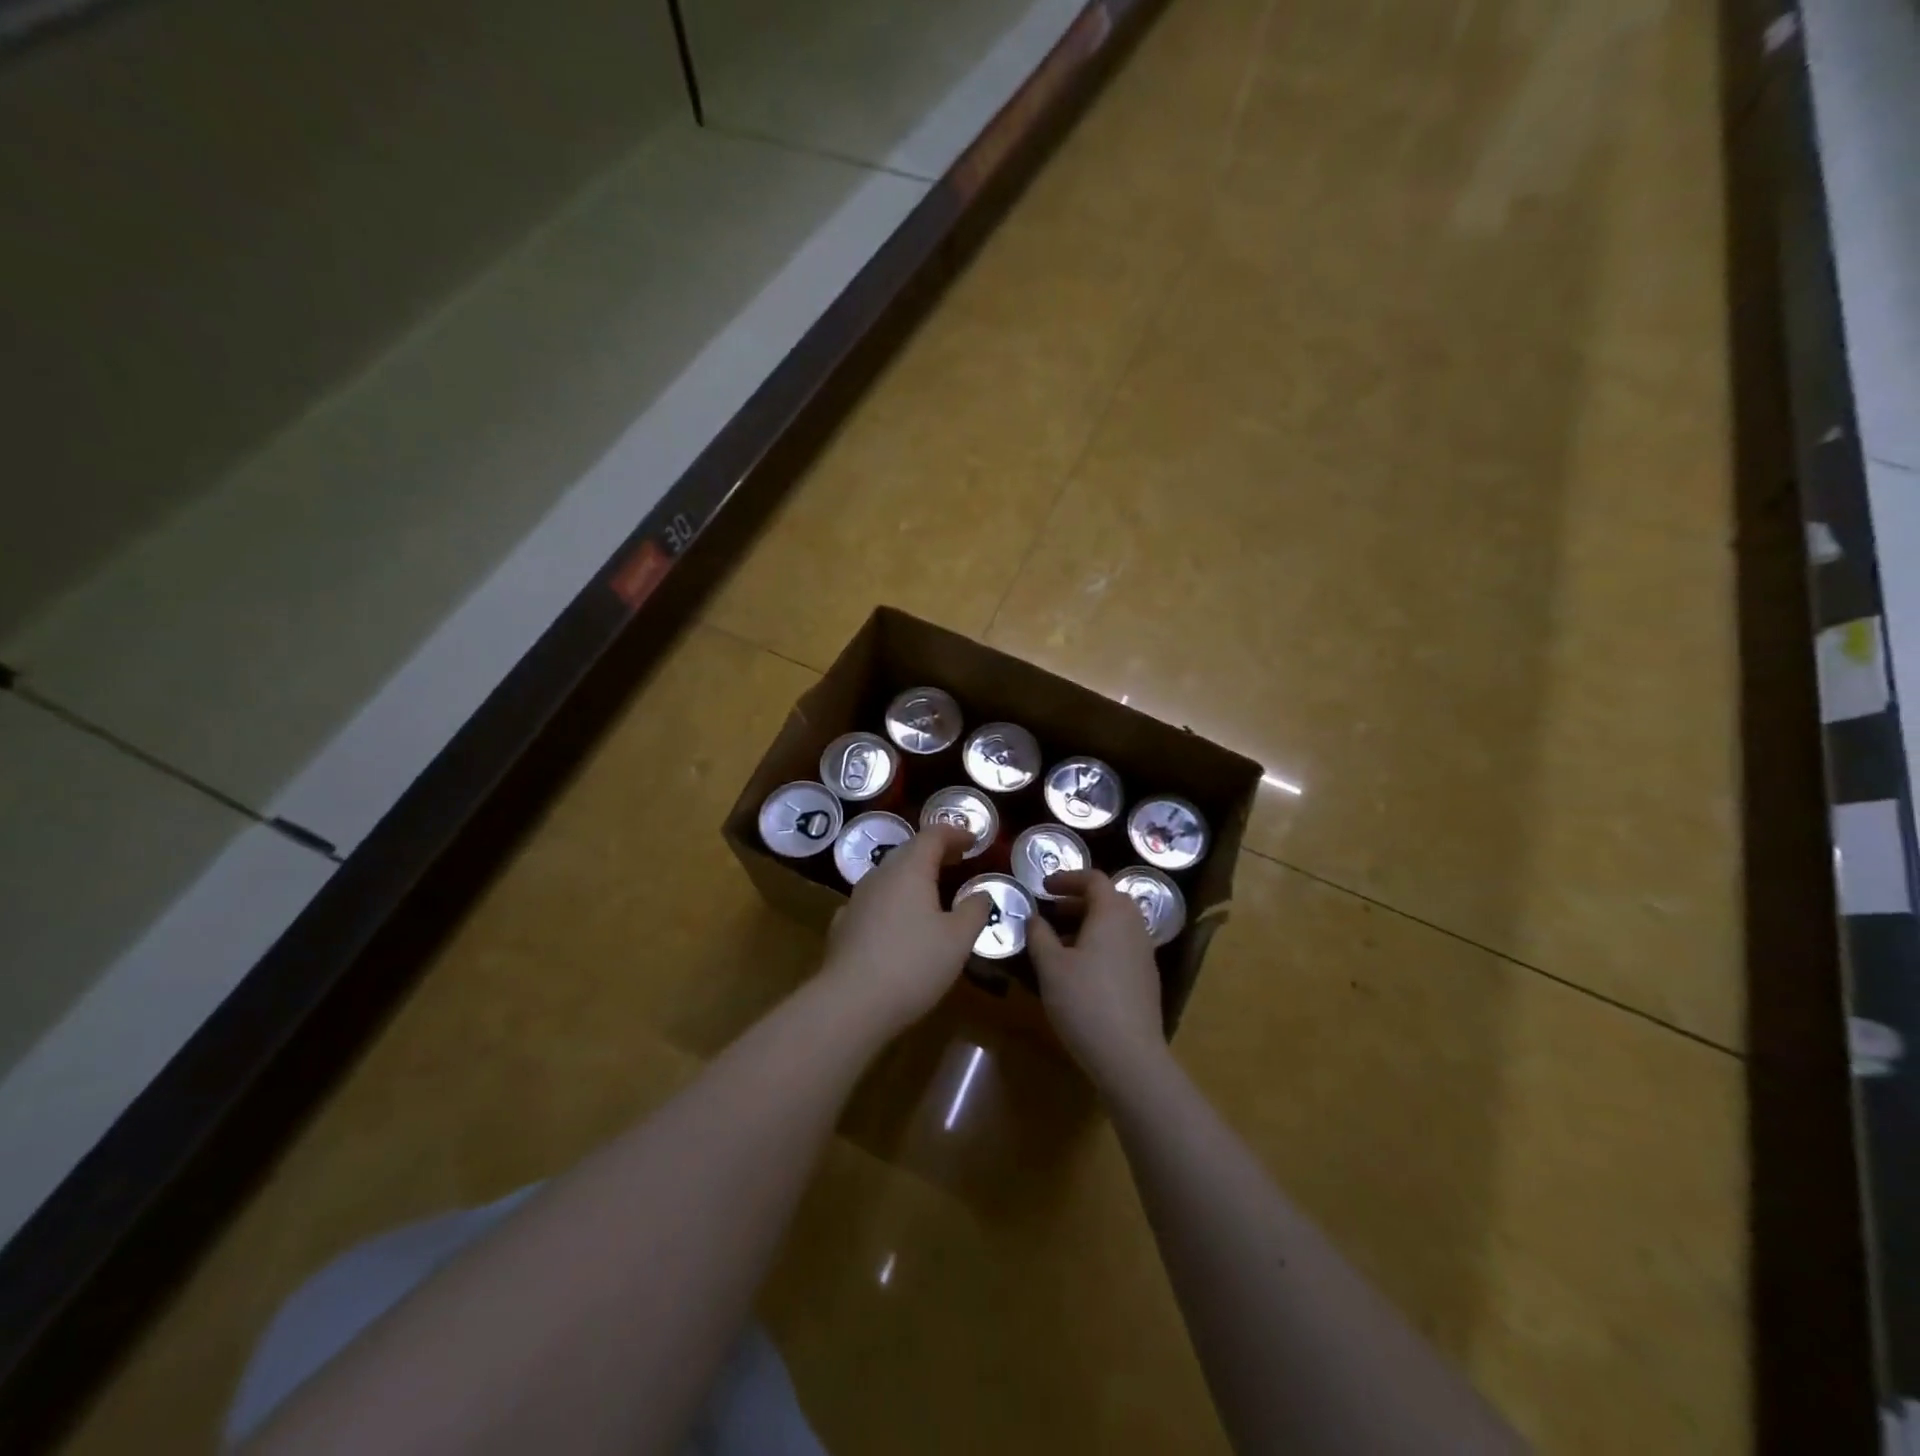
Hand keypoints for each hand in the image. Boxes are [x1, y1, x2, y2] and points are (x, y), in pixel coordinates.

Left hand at [821, 824, 991, 1034]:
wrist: (851, 1003)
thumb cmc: (914, 964)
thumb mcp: (958, 939)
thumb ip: (974, 910)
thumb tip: (981, 894)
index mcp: (909, 869)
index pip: (932, 835)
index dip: (955, 833)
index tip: (974, 840)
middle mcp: (880, 875)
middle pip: (908, 851)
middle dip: (935, 852)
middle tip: (958, 861)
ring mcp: (857, 899)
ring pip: (889, 876)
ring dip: (913, 876)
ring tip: (933, 891)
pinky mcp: (844, 925)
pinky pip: (874, 901)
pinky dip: (893, 900)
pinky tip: (898, 920)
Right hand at [1028, 870, 1171, 1094]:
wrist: (1129, 1055)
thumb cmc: (1085, 1002)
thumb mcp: (1050, 966)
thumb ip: (1039, 935)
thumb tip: (1034, 917)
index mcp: (1112, 914)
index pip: (1094, 879)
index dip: (1067, 878)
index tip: (1044, 887)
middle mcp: (1134, 926)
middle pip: (1109, 899)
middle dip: (1079, 899)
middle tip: (1052, 910)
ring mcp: (1145, 953)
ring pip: (1117, 924)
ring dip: (1090, 922)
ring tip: (1061, 940)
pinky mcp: (1146, 977)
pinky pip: (1122, 944)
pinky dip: (1101, 942)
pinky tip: (1081, 968)